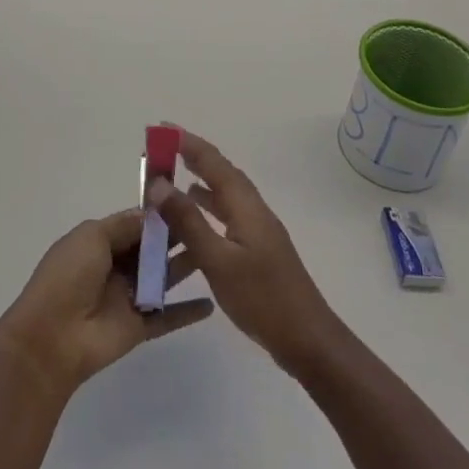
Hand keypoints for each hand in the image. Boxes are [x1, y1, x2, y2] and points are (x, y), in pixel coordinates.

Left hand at [0, 209, 212, 399]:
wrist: (52, 338)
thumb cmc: (68, 277)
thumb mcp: (91, 237)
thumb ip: (123, 225)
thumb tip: (151, 214)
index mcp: (99, 242)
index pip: (134, 224)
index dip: (157, 214)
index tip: (186, 201)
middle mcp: (116, 267)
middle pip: (151, 249)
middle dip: (175, 236)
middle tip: (208, 223)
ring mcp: (128, 298)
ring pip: (163, 278)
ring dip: (185, 266)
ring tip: (216, 252)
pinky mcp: (139, 327)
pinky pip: (167, 317)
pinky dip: (187, 312)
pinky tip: (212, 303)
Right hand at [146, 131, 344, 378]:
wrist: (308, 340)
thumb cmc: (263, 299)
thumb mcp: (218, 261)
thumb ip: (189, 222)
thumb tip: (160, 184)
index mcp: (246, 206)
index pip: (213, 162)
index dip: (186, 143)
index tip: (160, 128)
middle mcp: (253, 210)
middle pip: (220, 173)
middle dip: (191, 156)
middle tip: (161, 149)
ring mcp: (258, 230)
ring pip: (224, 194)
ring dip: (199, 182)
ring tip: (171, 180)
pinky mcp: (257, 250)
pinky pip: (227, 215)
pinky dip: (207, 209)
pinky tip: (194, 221)